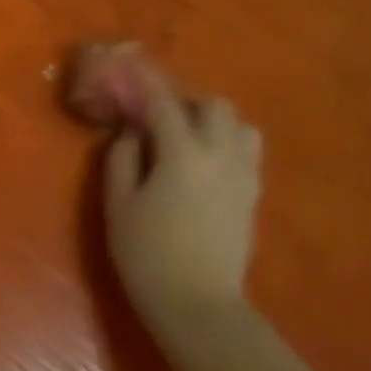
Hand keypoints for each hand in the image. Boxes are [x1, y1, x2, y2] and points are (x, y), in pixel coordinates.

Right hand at [71, 44, 262, 335]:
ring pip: (238, 125)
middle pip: (212, 106)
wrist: (199, 306)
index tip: (131, 64)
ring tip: (184, 136)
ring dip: (210, 120)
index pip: (164, 103)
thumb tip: (130, 132)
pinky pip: (246, 150)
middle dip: (184, 100)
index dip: (145, 80)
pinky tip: (202, 161)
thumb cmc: (147, 256)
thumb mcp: (118, 206)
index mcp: (183, 156)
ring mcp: (243, 176)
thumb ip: (122, 159)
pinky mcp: (252, 196)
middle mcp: (221, 156)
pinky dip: (224, 141)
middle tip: (156, 114)